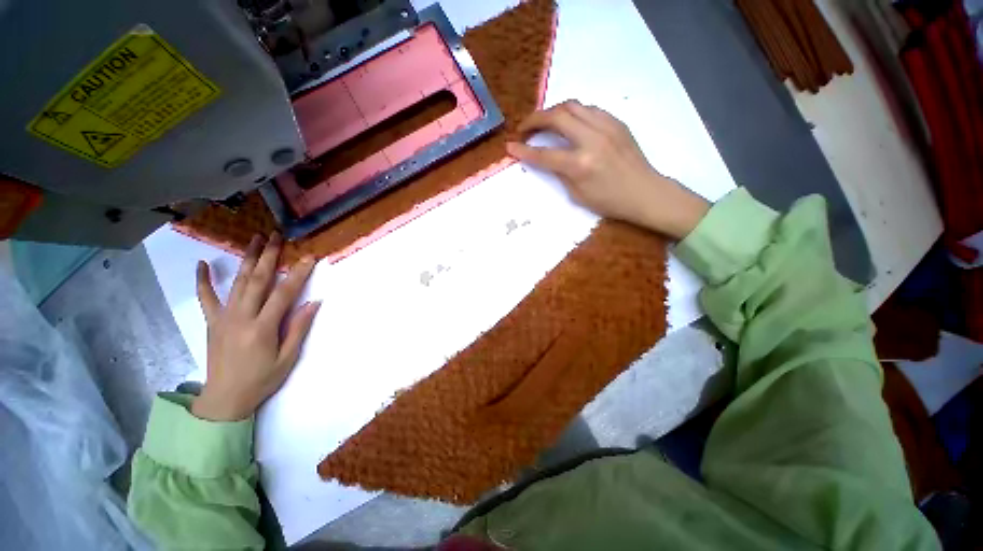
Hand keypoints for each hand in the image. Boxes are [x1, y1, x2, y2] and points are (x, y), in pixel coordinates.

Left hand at [192, 233, 320, 421]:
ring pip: (237, 282)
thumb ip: (298, 328)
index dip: (298, 274)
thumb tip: (313, 302)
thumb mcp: (288, 358)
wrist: (225, 399)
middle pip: (258, 280)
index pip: (284, 293)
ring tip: (255, 239)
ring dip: (247, 259)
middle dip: (269, 256)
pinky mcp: (212, 322)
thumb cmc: (262, 379)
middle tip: (277, 236)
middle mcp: (241, 317)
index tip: (309, 258)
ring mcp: (223, 317)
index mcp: (262, 327)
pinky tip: (202, 264)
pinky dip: (203, 280)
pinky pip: (206, 298)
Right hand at [506, 100, 709, 239]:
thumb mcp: (577, 195)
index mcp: (580, 165)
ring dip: (553, 111)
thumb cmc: (609, 201)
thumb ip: (560, 173)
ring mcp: (606, 127)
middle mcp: (592, 140)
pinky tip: (570, 123)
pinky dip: (574, 113)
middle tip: (524, 128)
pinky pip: (589, 109)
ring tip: (545, 122)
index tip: (510, 146)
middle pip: (556, 117)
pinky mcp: (616, 122)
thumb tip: (549, 158)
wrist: (645, 192)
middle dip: (534, 119)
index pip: (544, 154)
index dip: (523, 150)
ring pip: (572, 105)